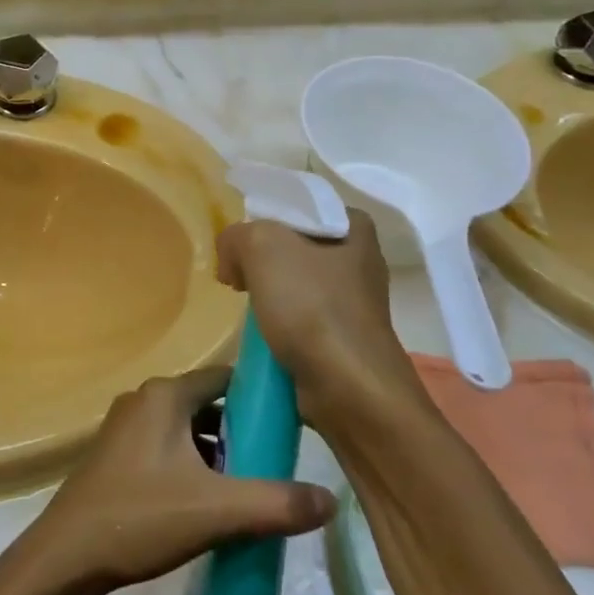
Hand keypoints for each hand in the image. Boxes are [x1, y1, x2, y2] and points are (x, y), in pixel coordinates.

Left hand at [14, 367, 334, 594]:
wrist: (68, 555)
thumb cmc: (141, 518)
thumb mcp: (217, 511)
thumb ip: (276, 504)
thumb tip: (331, 500)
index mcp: (165, 396)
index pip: (225, 378)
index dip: (259, 397)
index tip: (292, 424)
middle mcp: (144, 400)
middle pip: (207, 405)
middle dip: (241, 431)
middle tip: (276, 465)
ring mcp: (126, 427)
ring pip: (187, 429)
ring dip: (217, 452)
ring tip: (248, 487)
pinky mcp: (117, 455)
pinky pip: (167, 447)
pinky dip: (192, 464)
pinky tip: (208, 502)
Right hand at [215, 211, 426, 425]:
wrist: (349, 388)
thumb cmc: (312, 307)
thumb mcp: (261, 246)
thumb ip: (236, 236)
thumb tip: (232, 261)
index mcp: (355, 227)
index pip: (299, 205)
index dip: (264, 218)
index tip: (241, 242)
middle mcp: (361, 260)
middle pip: (295, 245)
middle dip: (261, 258)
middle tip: (237, 273)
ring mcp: (356, 303)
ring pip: (296, 283)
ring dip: (268, 293)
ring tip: (246, 304)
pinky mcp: (344, 338)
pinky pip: (300, 317)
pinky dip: (279, 323)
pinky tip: (262, 333)